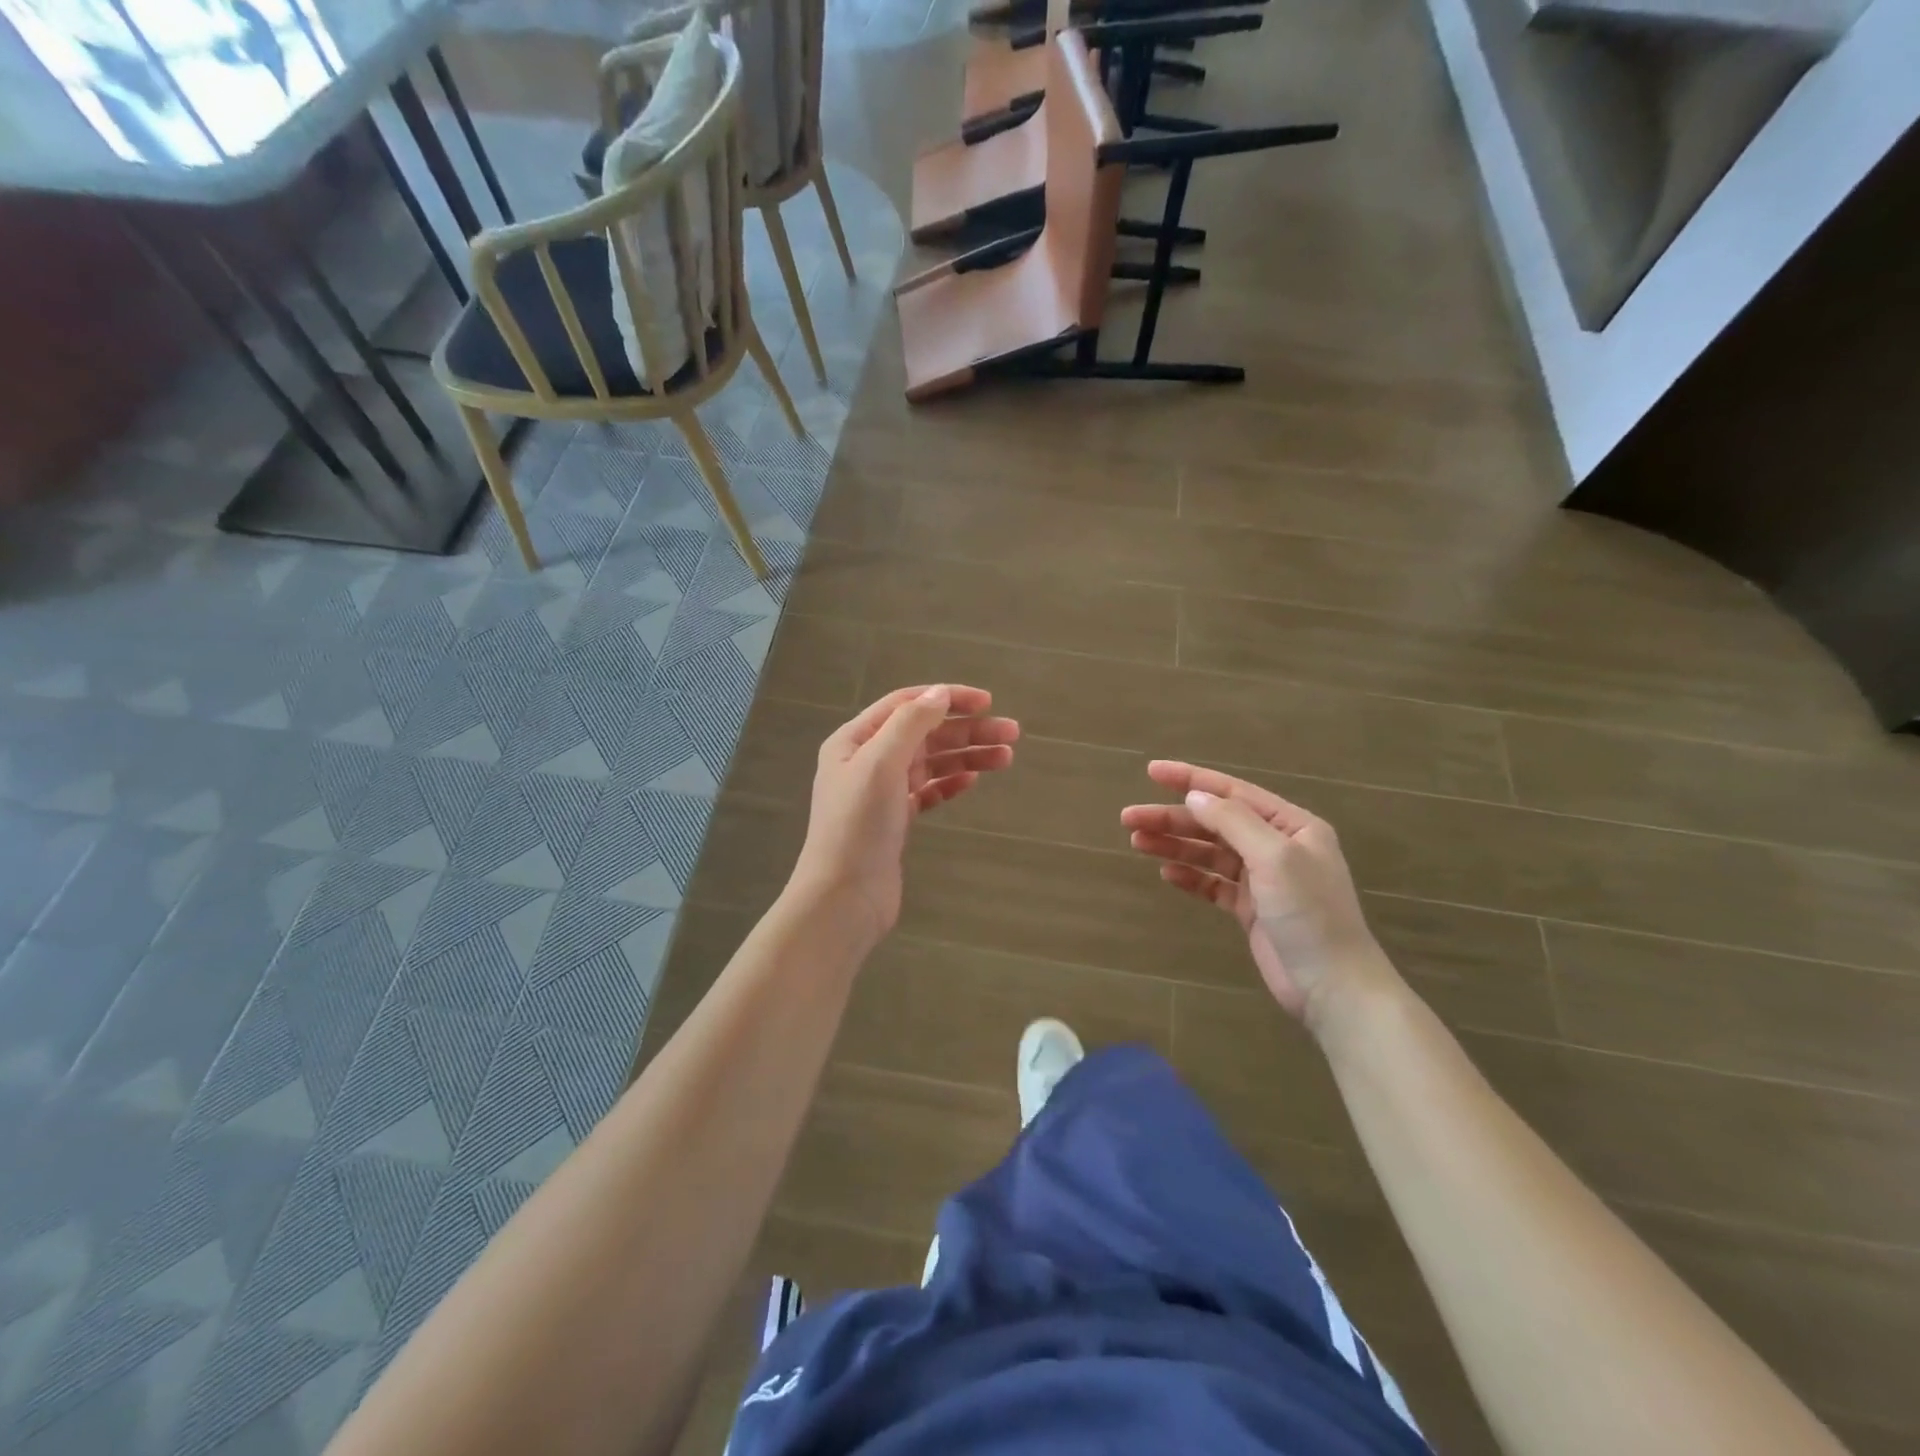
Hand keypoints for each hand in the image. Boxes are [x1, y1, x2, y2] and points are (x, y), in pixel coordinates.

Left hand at [790, 684, 1018, 945]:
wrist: (844, 897)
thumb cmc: (858, 825)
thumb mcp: (881, 763)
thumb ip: (911, 722)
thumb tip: (941, 692)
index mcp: (855, 740)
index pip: (906, 704)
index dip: (947, 698)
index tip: (988, 702)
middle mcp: (867, 761)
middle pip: (924, 734)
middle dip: (967, 730)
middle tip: (1012, 733)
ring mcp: (881, 792)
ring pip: (930, 763)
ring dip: (967, 756)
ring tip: (1006, 757)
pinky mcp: (895, 821)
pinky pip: (928, 791)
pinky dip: (950, 783)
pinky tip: (972, 780)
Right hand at [1121, 761, 1393, 1031]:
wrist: (1334, 987)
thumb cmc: (1309, 914)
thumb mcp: (1274, 858)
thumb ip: (1233, 822)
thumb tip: (1194, 796)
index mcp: (1292, 825)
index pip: (1232, 792)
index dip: (1190, 779)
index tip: (1151, 771)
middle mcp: (1277, 846)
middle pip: (1214, 822)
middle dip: (1172, 818)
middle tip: (1129, 818)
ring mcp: (1263, 879)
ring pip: (1209, 852)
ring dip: (1175, 845)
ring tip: (1137, 842)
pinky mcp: (1251, 909)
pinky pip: (1213, 884)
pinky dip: (1190, 876)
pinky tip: (1167, 874)